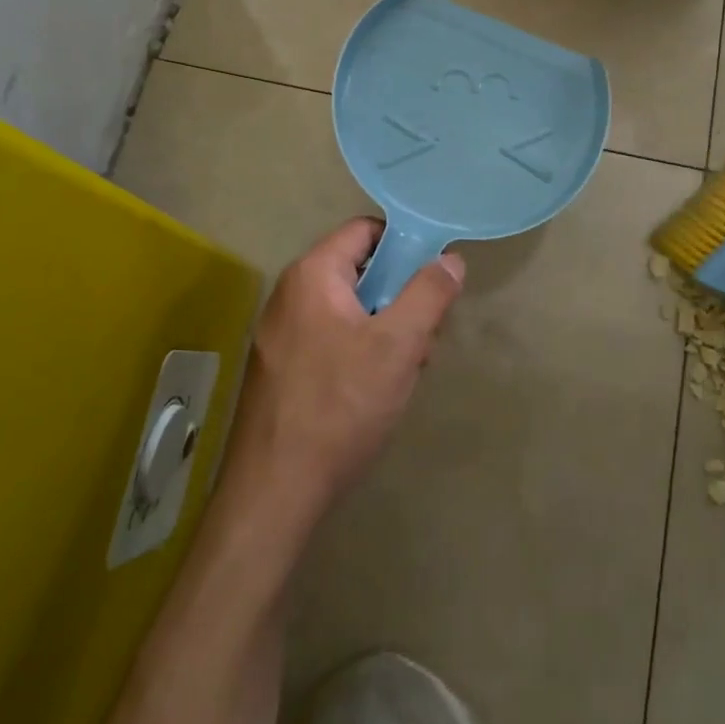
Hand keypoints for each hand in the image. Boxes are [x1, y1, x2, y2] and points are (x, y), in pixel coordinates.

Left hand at [220, 218, 464, 535]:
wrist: (274, 493)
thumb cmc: (340, 406)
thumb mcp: (399, 345)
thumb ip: (429, 294)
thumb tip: (450, 259)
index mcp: (312, 275)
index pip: (365, 230)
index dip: (405, 244)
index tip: (435, 277)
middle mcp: (289, 295)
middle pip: (359, 271)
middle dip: (400, 297)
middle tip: (425, 336)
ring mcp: (281, 334)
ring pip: (349, 310)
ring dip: (386, 330)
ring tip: (405, 371)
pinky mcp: (282, 368)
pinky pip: (331, 339)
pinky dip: (361, 352)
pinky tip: (376, 392)